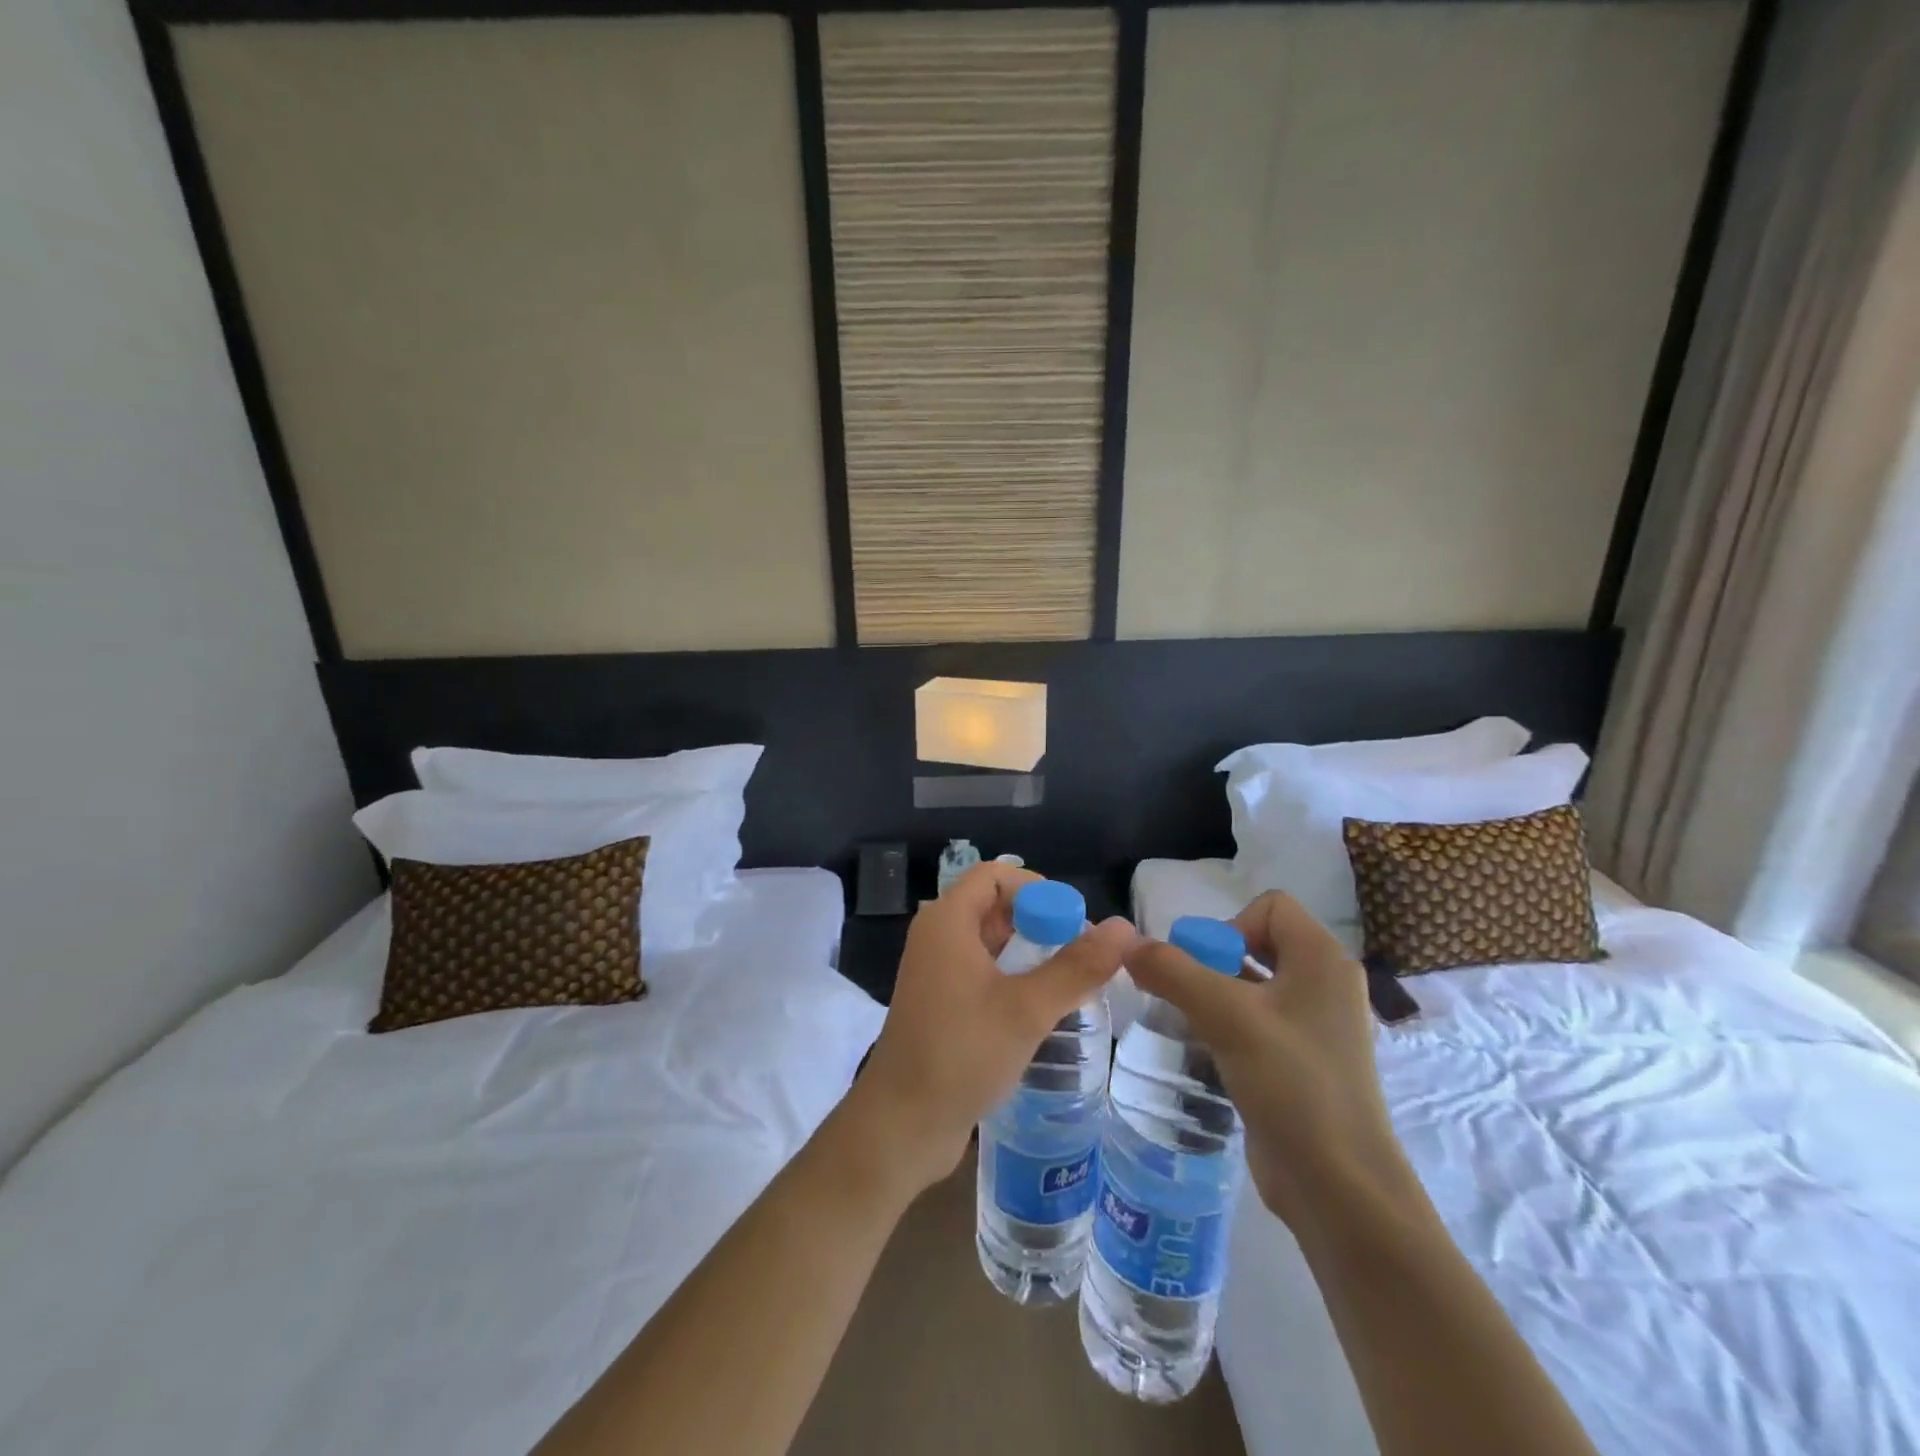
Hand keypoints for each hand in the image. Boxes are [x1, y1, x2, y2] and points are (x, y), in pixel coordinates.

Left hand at [845, 863, 1136, 1200]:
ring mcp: (936, 970)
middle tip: (1082, 952)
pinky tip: (1043, 1005)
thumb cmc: (961, 1054)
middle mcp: (937, 936)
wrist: (902, 1124)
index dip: (1036, 888)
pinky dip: (1013, 975)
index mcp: (947, 921)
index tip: (1073, 921)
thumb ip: (1077, 967)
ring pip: (990, 940)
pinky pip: (982, 970)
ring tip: (1072, 978)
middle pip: (994, 905)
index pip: (995, 875)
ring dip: (1029, 950)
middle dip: (1039, 920)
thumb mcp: (1026, 1009)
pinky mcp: (941, 1002)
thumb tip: (1125, 928)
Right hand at [1125, 891, 1422, 1237]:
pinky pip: (1258, 1021)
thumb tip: (1127, 943)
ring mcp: (1318, 1026)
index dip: (1230, 926)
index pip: (1269, 906)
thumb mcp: (1225, 1017)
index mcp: (1323, 959)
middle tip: (1188, 996)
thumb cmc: (1292, 1084)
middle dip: (1213, 961)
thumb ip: (1172, 971)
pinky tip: (1206, 1050)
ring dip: (1215, 994)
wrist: (1339, 1187)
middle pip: (1257, 942)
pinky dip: (1228, 1025)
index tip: (1206, 969)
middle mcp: (1326, 984)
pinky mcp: (1304, 1062)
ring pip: (1254, 984)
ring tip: (1187, 1022)